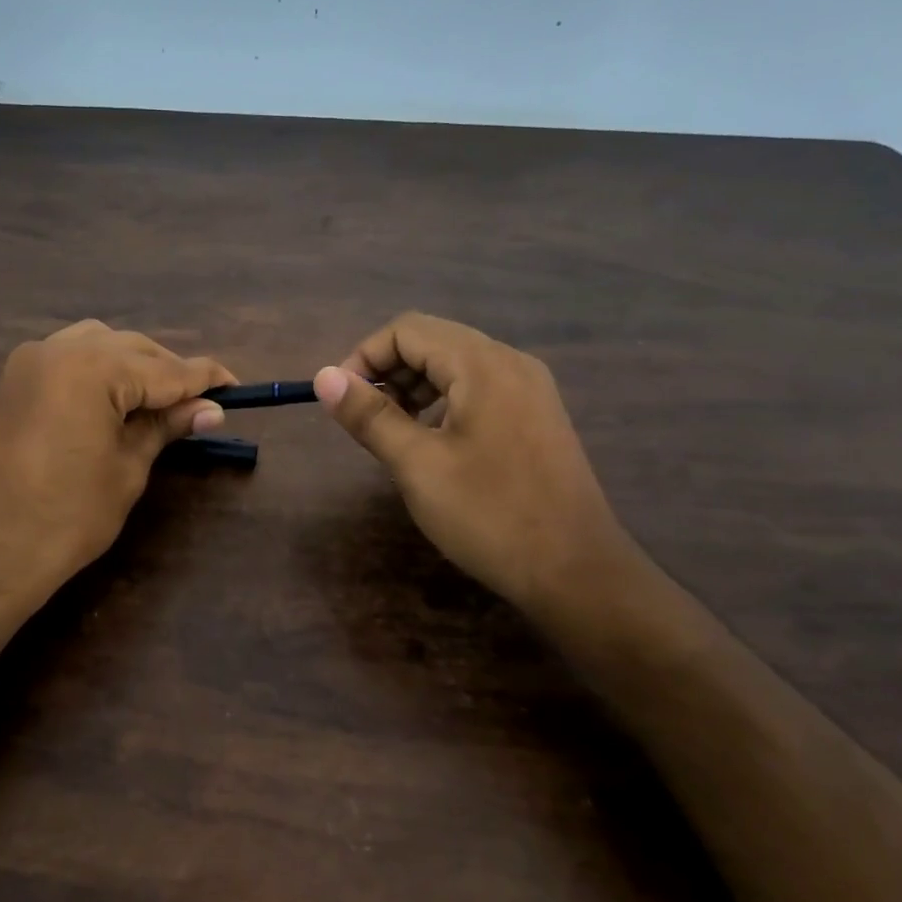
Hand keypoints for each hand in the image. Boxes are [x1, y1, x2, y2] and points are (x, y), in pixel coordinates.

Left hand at [0, 320, 235, 611]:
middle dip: (168, 371)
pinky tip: (115, 400)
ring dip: (134, 366)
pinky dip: (99, 371)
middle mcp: (59, 349)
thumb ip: (165, 426)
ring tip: (159, 401)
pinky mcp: (14, 382)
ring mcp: (30, 362)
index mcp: (93, 367)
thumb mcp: (128, 468)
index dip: (204, 378)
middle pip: (132, 348)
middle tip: (201, 404)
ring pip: (99, 345)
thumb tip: (211, 408)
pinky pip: (69, 359)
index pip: (165, 367)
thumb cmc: (66, 516)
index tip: (235, 387)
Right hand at [314, 312, 643, 628]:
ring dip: (413, 387)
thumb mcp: (417, 465)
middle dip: (388, 371)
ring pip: (455, 366)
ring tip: (392, 432)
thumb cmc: (490, 515)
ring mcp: (529, 389)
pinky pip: (478, 389)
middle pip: (433, 341)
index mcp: (482, 365)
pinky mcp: (536, 416)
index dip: (364, 357)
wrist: (576, 571)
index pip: (407, 330)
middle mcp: (510, 363)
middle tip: (363, 418)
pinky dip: (443, 402)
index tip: (341, 401)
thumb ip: (369, 415)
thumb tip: (324, 377)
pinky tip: (432, 442)